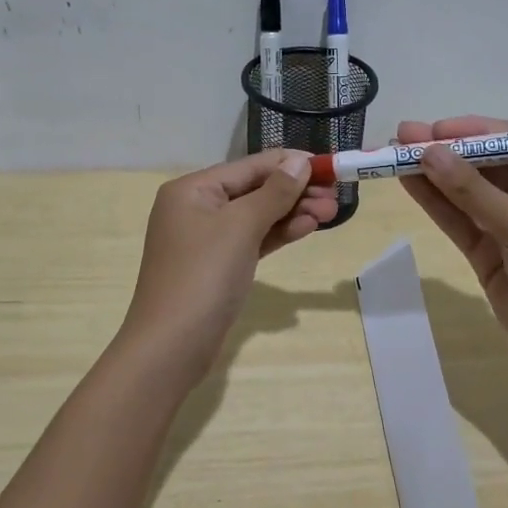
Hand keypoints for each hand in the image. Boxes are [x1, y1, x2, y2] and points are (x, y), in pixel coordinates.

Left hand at [120, 149, 338, 376]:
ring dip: (292, 213)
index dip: (289, 163)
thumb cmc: (204, 276)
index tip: (329, 165)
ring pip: (255, 217)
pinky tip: (306, 228)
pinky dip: (277, 234)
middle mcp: (195, 208)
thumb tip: (299, 161)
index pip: (248, 166)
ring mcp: (205, 240)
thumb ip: (274, 192)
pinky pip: (251, 240)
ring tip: (331, 213)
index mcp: (192, 190)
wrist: (173, 345)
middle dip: (295, 192)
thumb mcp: (241, 227)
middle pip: (253, 190)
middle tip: (335, 197)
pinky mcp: (217, 267)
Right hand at [398, 116, 507, 384]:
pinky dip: (435, 203)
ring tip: (392, 155)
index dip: (470, 131)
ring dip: (432, 174)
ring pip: (465, 193)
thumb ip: (471, 189)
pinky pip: (458, 221)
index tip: (432, 129)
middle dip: (444, 150)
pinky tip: (408, 184)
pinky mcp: (489, 255)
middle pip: (483, 165)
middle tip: (400, 136)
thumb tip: (428, 151)